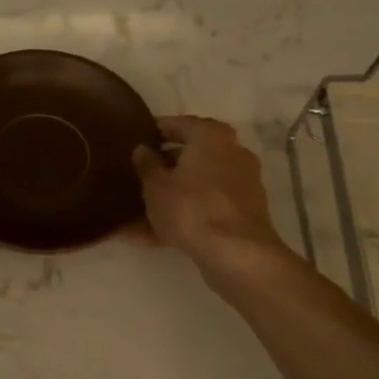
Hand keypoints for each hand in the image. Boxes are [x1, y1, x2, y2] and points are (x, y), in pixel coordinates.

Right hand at [132, 116, 287, 275]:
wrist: (236, 254)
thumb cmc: (191, 207)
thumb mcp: (155, 185)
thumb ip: (146, 164)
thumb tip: (143, 149)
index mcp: (211, 136)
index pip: (179, 124)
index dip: (155, 131)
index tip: (136, 139)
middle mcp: (232, 153)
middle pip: (191, 156)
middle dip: (164, 168)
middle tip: (137, 176)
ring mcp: (240, 185)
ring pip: (196, 187)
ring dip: (170, 198)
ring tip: (137, 214)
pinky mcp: (242, 214)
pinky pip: (205, 209)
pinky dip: (183, 218)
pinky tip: (152, 237)